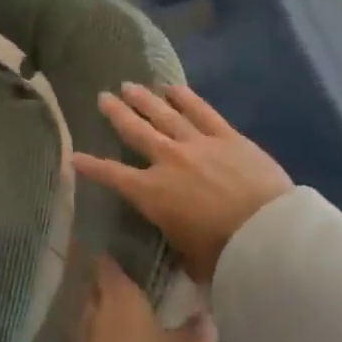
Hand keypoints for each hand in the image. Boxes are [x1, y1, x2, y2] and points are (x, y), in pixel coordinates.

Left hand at [67, 255, 214, 341]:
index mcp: (120, 298)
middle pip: (95, 287)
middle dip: (109, 284)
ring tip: (127, 318)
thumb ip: (199, 331)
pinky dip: (99, 340)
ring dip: (104, 314)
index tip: (125, 252)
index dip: (113, 256)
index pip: (108, 264)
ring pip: (90, 315)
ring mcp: (79, 341)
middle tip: (132, 285)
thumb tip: (203, 314)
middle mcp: (93, 312)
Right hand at [71, 84, 292, 283]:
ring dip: (145, 99)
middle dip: (116, 114)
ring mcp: (198, 144)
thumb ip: (174, 238)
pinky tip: (173, 87)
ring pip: (165, 115)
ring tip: (129, 86)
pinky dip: (186, 98)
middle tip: (102, 97)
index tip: (75, 156)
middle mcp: (168, 161)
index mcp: (151, 193)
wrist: (266, 234)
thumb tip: (174, 236)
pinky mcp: (228, 137)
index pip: (112, 175)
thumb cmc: (221, 254)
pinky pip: (202, 111)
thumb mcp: (185, 255)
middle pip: (136, 131)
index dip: (91, 166)